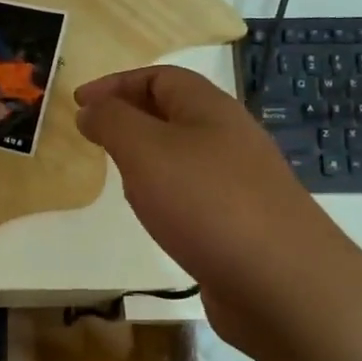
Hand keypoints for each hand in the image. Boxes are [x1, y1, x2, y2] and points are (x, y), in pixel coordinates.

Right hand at [75, 66, 351, 345]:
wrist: (284, 283)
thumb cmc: (206, 203)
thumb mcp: (145, 150)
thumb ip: (112, 122)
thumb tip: (91, 108)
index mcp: (210, 109)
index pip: (159, 76)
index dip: (116, 84)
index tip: (78, 104)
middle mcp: (230, 137)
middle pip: (174, 112)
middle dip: (130, 118)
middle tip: (94, 138)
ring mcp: (241, 181)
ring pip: (184, 154)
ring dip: (147, 157)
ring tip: (118, 176)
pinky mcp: (243, 221)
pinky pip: (195, 193)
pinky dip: (166, 194)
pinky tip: (156, 217)